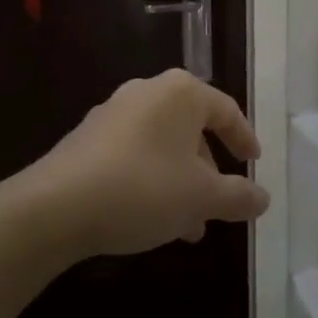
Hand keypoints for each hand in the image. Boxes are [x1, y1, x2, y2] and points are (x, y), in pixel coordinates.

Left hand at [27, 70, 269, 257]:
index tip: (254, 163)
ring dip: (179, 182)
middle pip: (192, 128)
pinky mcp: (86, 139)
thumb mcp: (201, 197)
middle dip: (207, 170)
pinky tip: (149, 218)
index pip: (226, 110)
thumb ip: (238, 196)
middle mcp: (148, 91)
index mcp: (181, 92)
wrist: (54, 208)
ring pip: (162, 146)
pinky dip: (150, 180)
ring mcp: (113, 113)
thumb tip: (263, 199)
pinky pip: (133, 154)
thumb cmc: (143, 188)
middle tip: (217, 203)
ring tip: (186, 226)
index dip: (244, 138)